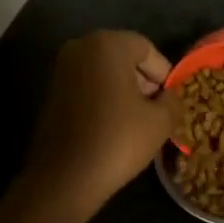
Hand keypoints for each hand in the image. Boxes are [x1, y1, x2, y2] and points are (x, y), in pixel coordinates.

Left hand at [20, 31, 175, 221]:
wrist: (65, 177)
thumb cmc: (117, 140)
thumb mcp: (160, 121)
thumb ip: (172, 100)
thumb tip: (169, 97)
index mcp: (107, 45)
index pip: (146, 49)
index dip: (163, 73)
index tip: (169, 100)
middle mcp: (80, 48)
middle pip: (123, 56)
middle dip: (143, 80)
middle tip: (156, 110)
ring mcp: (61, 70)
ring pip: (104, 72)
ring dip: (123, 90)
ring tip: (137, 121)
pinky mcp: (51, 92)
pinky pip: (87, 86)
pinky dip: (103, 99)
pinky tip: (113, 126)